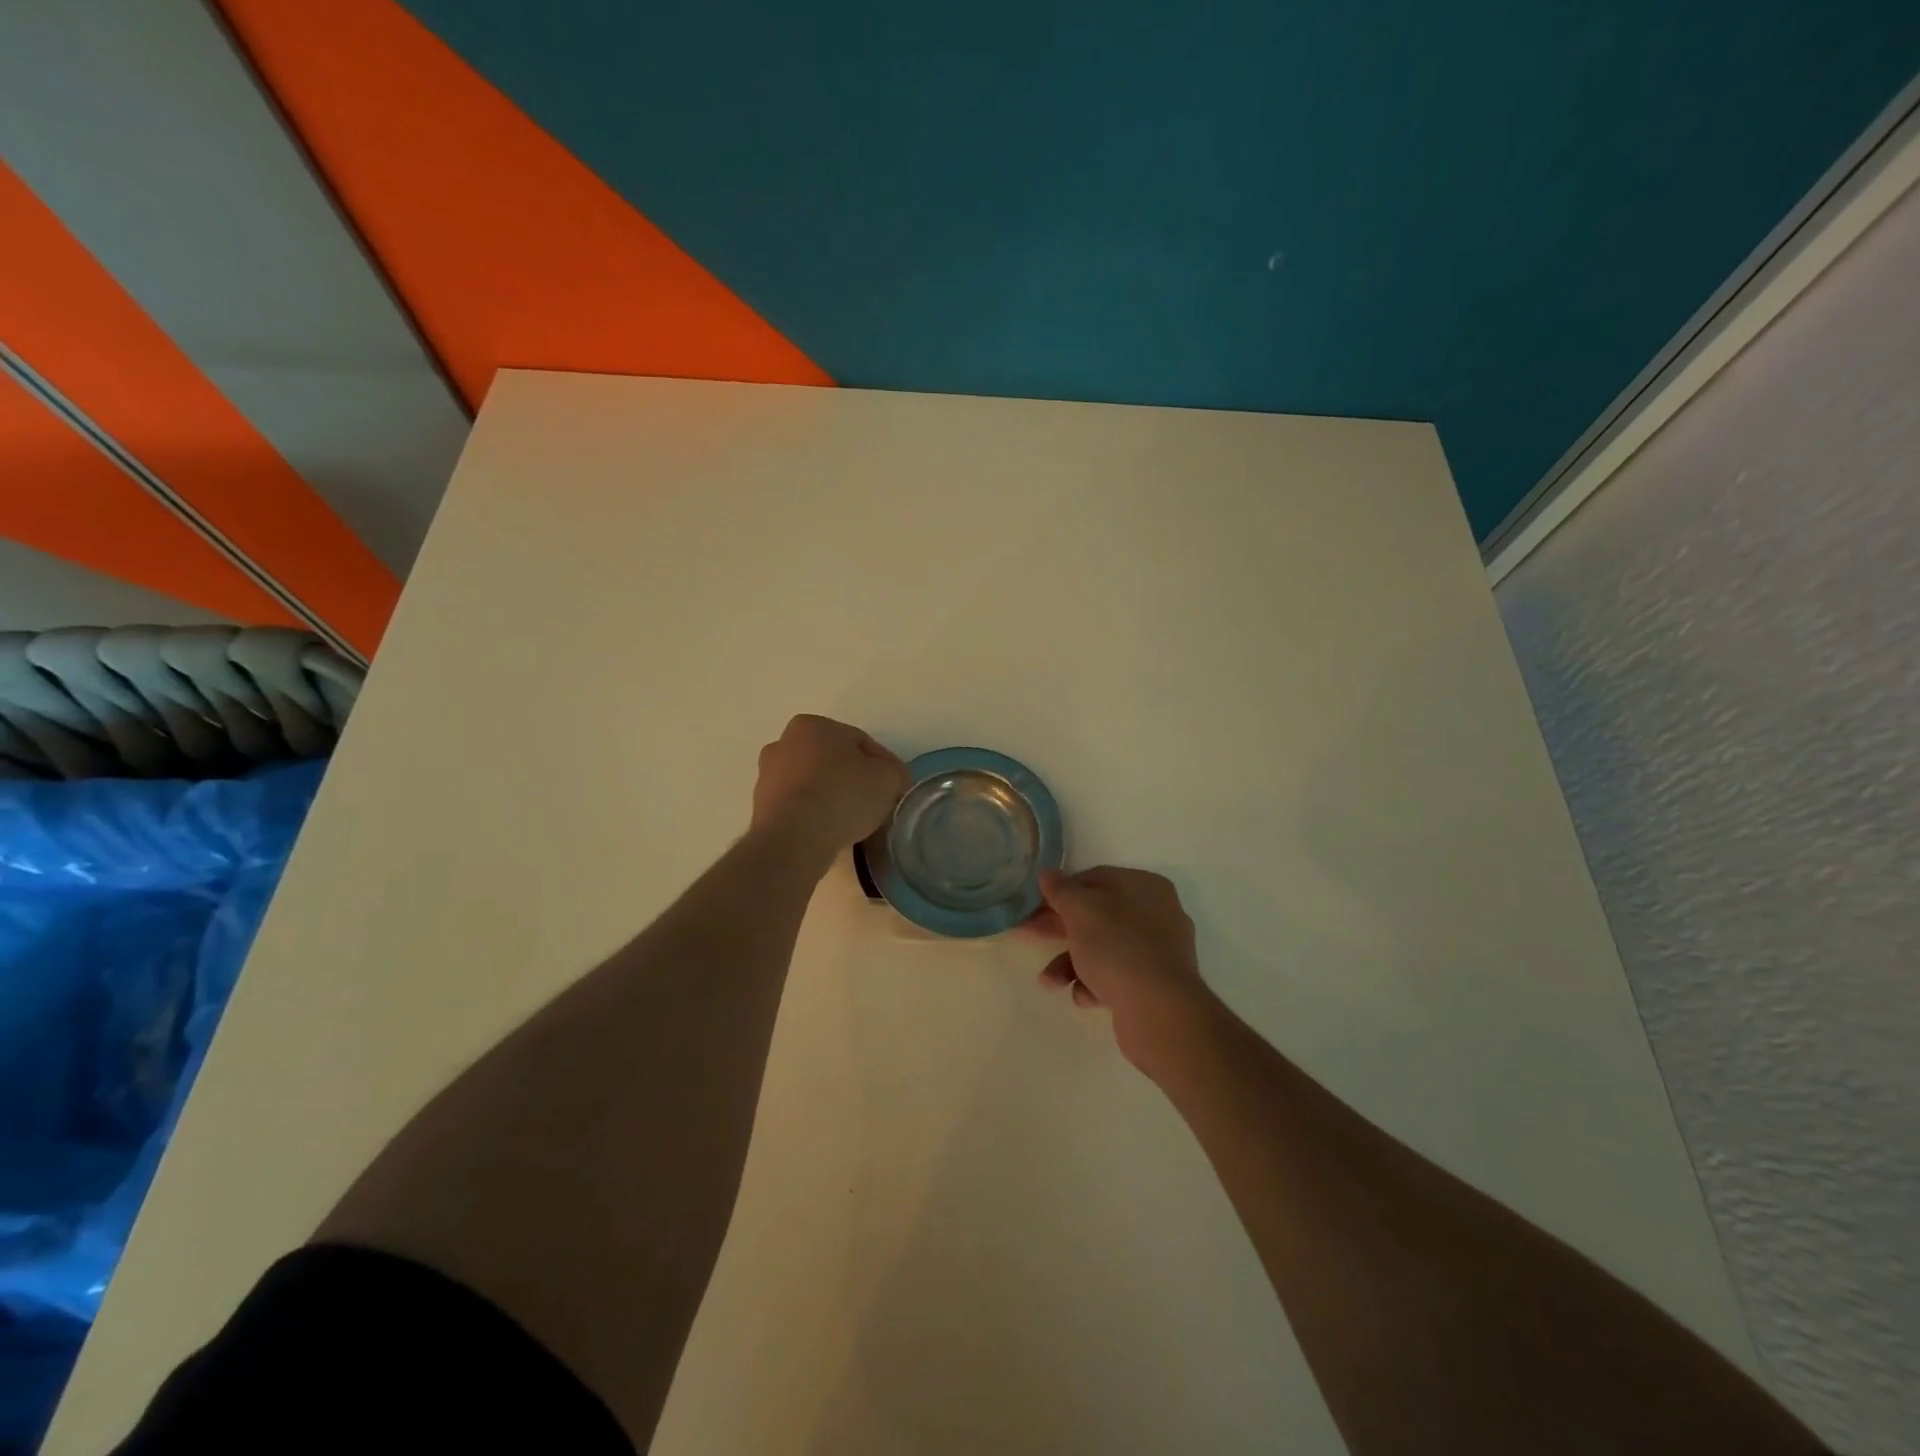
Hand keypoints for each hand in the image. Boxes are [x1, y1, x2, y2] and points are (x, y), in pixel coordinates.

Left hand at [750, 715, 909, 864]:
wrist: (794, 839)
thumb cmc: (842, 795)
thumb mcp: (888, 778)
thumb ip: (894, 772)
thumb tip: (890, 779)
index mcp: (812, 725)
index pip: (859, 742)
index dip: (883, 764)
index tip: (894, 787)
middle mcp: (783, 743)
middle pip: (831, 760)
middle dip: (852, 778)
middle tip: (874, 802)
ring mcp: (767, 776)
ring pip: (812, 783)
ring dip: (831, 796)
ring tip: (852, 821)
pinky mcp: (760, 808)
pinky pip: (798, 807)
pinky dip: (813, 815)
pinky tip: (829, 831)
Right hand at [1029, 866, 1218, 1079]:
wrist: (1159, 1011)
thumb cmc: (1118, 947)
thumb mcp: (1081, 911)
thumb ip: (1061, 890)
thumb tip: (1048, 873)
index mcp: (1145, 886)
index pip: (1096, 878)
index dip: (1062, 891)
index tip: (1036, 906)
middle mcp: (1157, 914)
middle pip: (1098, 915)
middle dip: (1061, 930)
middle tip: (1029, 936)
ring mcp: (1159, 952)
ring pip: (1104, 949)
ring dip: (1071, 964)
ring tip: (1050, 982)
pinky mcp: (1155, 986)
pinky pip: (1117, 976)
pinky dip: (1096, 984)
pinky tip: (1085, 997)